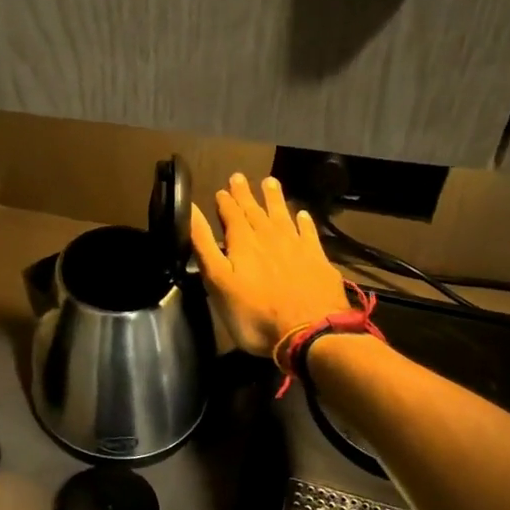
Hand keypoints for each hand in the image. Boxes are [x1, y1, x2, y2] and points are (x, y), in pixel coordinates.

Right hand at [190, 173, 347, 356]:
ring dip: (274, 199)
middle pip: (255, 211)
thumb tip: (191, 210)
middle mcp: (269, 237)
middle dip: (245, 194)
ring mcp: (296, 247)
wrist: (309, 332)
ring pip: (282, 215)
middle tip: (239, 176)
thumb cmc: (254, 313)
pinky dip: (304, 222)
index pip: (231, 215)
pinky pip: (309, 233)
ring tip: (269, 182)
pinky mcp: (318, 260)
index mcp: (243, 243)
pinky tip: (302, 214)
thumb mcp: (218, 282)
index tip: (221, 190)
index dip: (224, 202)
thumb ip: (204, 245)